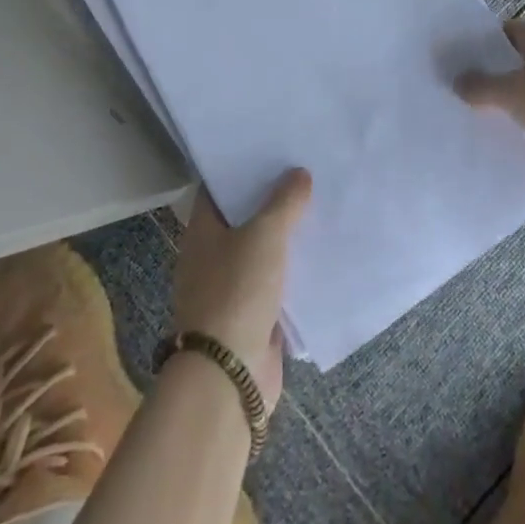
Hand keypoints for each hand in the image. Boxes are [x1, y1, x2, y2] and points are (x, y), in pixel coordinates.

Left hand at [171, 169, 311, 410]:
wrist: (230, 375)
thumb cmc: (237, 290)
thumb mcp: (264, 234)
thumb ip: (284, 201)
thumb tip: (299, 173)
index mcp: (203, 231)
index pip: (218, 188)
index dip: (241, 167)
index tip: (270, 148)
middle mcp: (212, 256)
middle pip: (242, 218)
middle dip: (270, 199)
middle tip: (304, 170)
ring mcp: (232, 288)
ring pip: (262, 250)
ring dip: (286, 234)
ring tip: (320, 204)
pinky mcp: (253, 316)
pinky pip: (277, 282)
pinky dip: (294, 269)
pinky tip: (321, 252)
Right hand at [456, 21, 524, 185]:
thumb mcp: (517, 96)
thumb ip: (484, 88)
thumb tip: (458, 80)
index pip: (507, 31)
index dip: (482, 44)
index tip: (459, 63)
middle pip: (522, 59)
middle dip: (496, 75)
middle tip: (467, 94)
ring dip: (517, 100)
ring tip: (488, 119)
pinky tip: (523, 138)